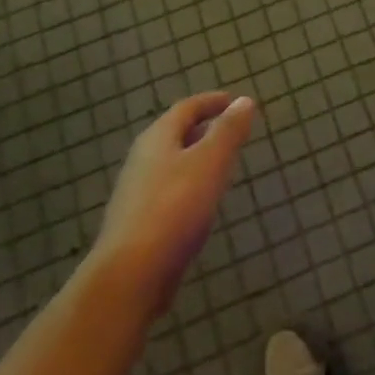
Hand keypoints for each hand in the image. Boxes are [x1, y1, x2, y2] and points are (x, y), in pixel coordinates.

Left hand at [95, 92, 256, 309]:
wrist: (131, 274)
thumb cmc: (175, 207)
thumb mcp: (211, 162)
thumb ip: (228, 131)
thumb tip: (244, 100)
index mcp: (158, 138)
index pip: (186, 108)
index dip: (212, 101)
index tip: (235, 101)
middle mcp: (142, 159)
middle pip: (175, 133)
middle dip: (203, 127)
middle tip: (231, 130)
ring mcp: (137, 192)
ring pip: (171, 162)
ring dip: (196, 156)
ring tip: (221, 162)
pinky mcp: (139, 221)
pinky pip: (169, 189)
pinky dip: (189, 182)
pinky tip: (202, 200)